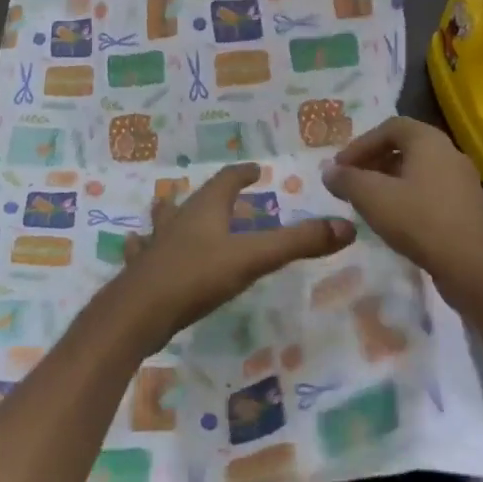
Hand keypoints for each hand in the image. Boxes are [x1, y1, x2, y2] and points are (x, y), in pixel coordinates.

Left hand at [103, 164, 353, 354]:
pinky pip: (142, 250)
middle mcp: (178, 219)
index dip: (241, 174)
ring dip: (172, 213)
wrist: (138, 312)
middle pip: (194, 198)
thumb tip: (345, 227)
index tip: (253, 170)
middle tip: (221, 196)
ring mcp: (155, 244)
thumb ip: (297, 243)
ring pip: (163, 220)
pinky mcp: (140, 271)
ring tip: (172, 209)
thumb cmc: (197, 277)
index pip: (226, 180)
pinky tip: (137, 246)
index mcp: (205, 209)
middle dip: (210, 195)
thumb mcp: (253, 258)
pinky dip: (144, 246)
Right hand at [322, 117, 482, 308]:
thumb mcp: (372, 197)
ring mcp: (463, 182)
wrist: (474, 268)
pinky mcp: (467, 210)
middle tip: (351, 183)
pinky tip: (395, 222)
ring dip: (389, 182)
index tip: (341, 167)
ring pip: (418, 172)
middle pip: (405, 147)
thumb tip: (328, 171)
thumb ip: (346, 180)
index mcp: (429, 141)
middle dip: (373, 162)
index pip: (390, 127)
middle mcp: (450, 153)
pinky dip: (408, 199)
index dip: (361, 143)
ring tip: (368, 203)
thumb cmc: (420, 220)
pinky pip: (431, 193)